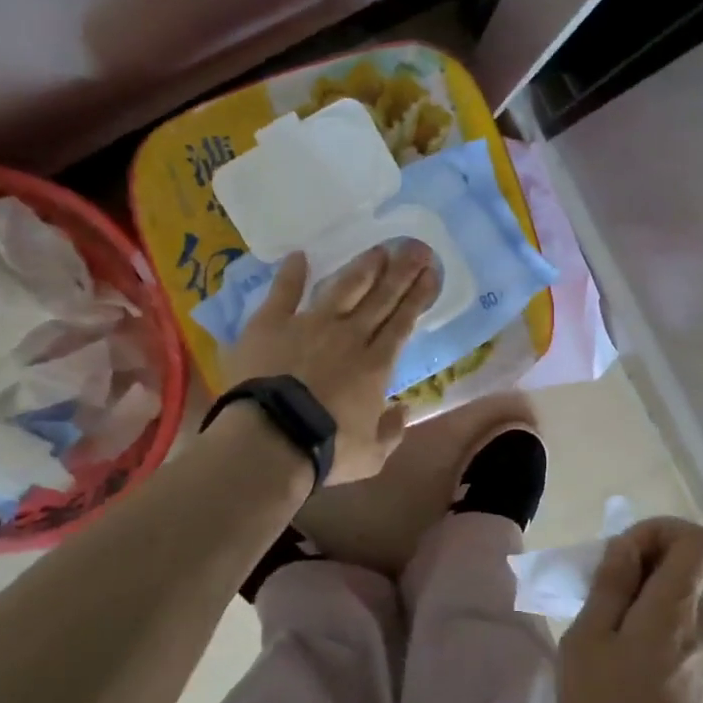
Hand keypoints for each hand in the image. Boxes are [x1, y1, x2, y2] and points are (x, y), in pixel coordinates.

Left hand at [224, 243, 439, 483]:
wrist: (271, 439)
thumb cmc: (326, 450)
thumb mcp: (372, 455)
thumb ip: (392, 431)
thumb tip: (404, 410)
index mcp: (376, 365)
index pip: (403, 322)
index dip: (418, 296)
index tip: (431, 273)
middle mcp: (349, 335)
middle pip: (381, 297)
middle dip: (402, 271)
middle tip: (417, 247)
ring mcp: (310, 325)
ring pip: (343, 288)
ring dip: (363, 267)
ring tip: (379, 249)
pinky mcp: (272, 324)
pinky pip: (285, 292)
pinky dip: (292, 274)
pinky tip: (300, 256)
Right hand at [559, 517, 702, 702]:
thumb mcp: (588, 640)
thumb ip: (609, 586)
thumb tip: (625, 547)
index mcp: (675, 605)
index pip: (696, 539)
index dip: (659, 530)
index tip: (621, 554)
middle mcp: (698, 620)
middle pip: (683, 565)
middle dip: (639, 561)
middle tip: (597, 590)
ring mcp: (700, 648)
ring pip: (675, 595)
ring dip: (638, 594)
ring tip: (598, 624)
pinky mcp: (693, 672)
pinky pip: (673, 624)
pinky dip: (645, 621)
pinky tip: (614, 655)